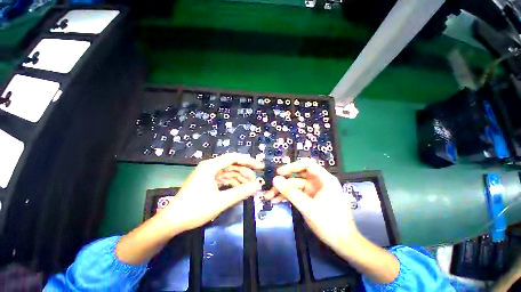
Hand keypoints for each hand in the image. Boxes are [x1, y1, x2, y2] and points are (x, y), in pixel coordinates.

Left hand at [163, 153, 263, 231]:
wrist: (173, 221)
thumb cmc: (196, 209)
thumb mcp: (222, 201)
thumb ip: (242, 192)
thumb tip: (258, 185)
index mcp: (211, 166)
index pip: (233, 158)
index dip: (248, 161)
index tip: (259, 166)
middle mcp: (209, 166)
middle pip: (232, 165)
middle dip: (245, 171)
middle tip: (256, 180)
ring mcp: (208, 174)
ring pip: (228, 172)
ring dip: (239, 178)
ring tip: (250, 187)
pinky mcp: (207, 181)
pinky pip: (223, 178)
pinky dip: (232, 183)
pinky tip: (240, 188)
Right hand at [266, 158, 359, 251]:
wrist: (344, 244)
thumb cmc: (331, 225)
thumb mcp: (309, 208)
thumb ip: (291, 193)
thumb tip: (275, 179)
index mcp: (325, 179)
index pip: (307, 164)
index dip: (292, 166)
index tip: (279, 173)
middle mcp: (319, 182)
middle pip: (298, 175)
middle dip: (284, 181)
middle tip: (271, 186)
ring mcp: (314, 190)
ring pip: (295, 185)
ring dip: (283, 191)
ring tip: (269, 197)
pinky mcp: (311, 198)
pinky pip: (297, 193)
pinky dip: (288, 196)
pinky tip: (277, 201)